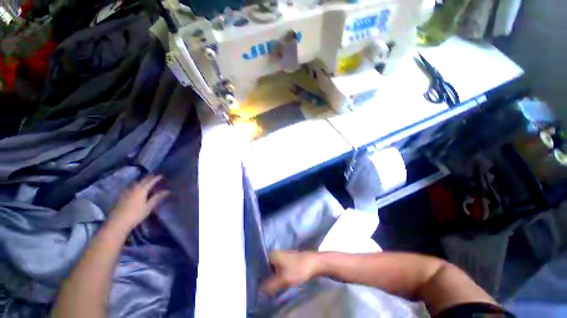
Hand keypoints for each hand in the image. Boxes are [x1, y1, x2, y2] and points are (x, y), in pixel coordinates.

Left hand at [108, 175, 169, 230]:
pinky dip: (135, 186)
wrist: (117, 222)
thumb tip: (167, 191)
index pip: (150, 181)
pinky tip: (136, 189)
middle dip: (149, 177)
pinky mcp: (120, 196)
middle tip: (155, 176)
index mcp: (141, 190)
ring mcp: (125, 192)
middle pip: (142, 180)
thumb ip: (157, 198)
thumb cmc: (135, 215)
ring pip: (135, 183)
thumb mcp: (148, 207)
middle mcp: (133, 188)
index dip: (156, 178)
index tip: (161, 175)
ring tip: (146, 182)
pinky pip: (130, 187)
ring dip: (141, 181)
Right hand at [260, 251, 320, 296]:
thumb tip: (259, 291)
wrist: (314, 264)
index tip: (256, 285)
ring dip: (271, 279)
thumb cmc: (298, 269)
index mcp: (272, 254)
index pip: (259, 264)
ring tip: (269, 289)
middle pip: (265, 267)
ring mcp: (281, 257)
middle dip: (264, 278)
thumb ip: (270, 286)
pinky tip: (277, 285)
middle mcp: (275, 254)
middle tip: (262, 290)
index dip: (257, 275)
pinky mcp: (287, 262)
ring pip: (272, 270)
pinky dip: (276, 277)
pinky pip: (278, 270)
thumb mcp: (283, 280)